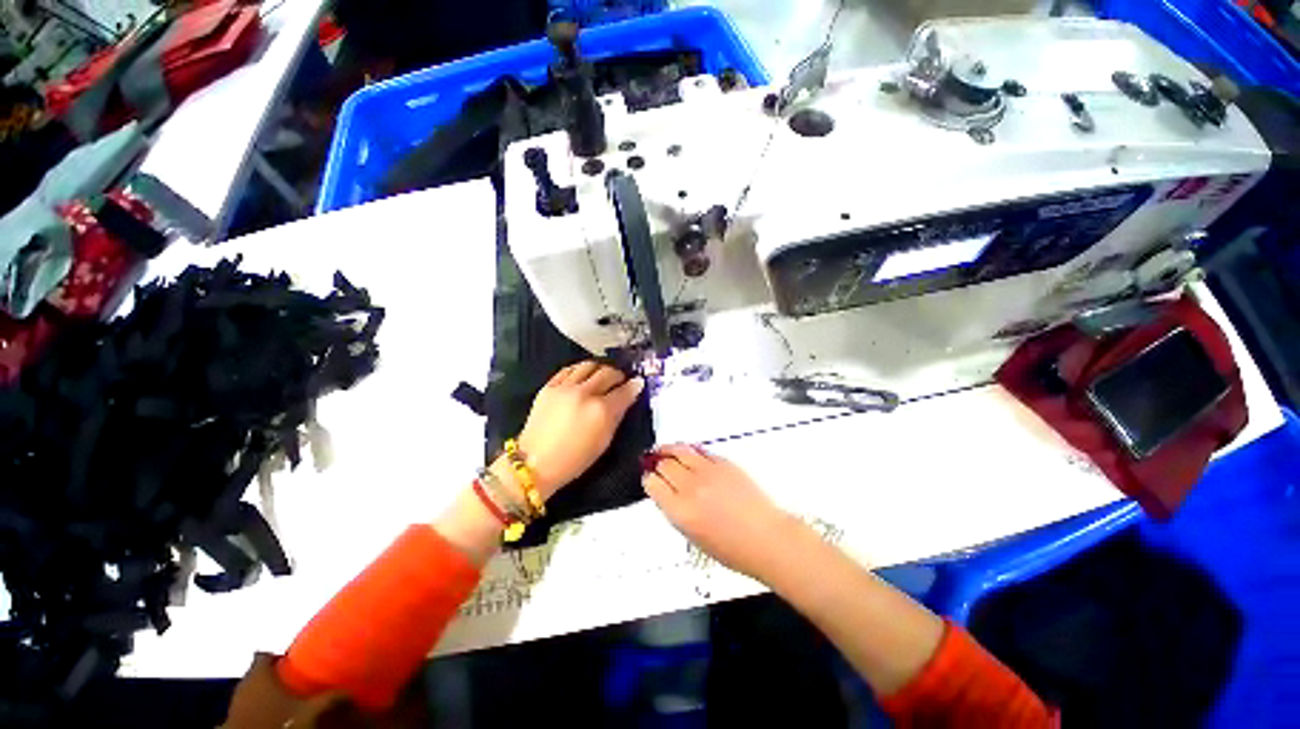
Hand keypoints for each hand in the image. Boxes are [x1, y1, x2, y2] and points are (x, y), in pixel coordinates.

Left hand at [514, 361, 643, 498]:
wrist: (536, 462)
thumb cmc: (573, 461)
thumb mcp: (603, 443)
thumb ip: (616, 418)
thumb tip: (626, 400)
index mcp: (601, 411)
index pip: (624, 391)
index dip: (634, 387)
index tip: (637, 384)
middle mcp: (584, 394)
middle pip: (607, 373)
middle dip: (618, 375)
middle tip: (620, 380)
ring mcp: (564, 388)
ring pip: (588, 365)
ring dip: (599, 369)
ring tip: (601, 376)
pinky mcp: (548, 386)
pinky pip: (568, 370)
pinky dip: (579, 370)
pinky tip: (581, 376)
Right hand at [642, 445, 797, 579]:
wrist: (766, 539)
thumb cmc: (734, 548)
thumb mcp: (692, 537)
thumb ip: (677, 513)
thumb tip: (668, 495)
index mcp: (680, 511)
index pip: (653, 484)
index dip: (649, 481)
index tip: (651, 480)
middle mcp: (692, 489)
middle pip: (664, 464)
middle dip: (658, 465)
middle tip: (656, 465)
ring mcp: (710, 473)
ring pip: (680, 450)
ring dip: (670, 450)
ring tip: (665, 451)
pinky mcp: (727, 464)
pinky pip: (701, 450)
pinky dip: (691, 450)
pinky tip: (689, 453)